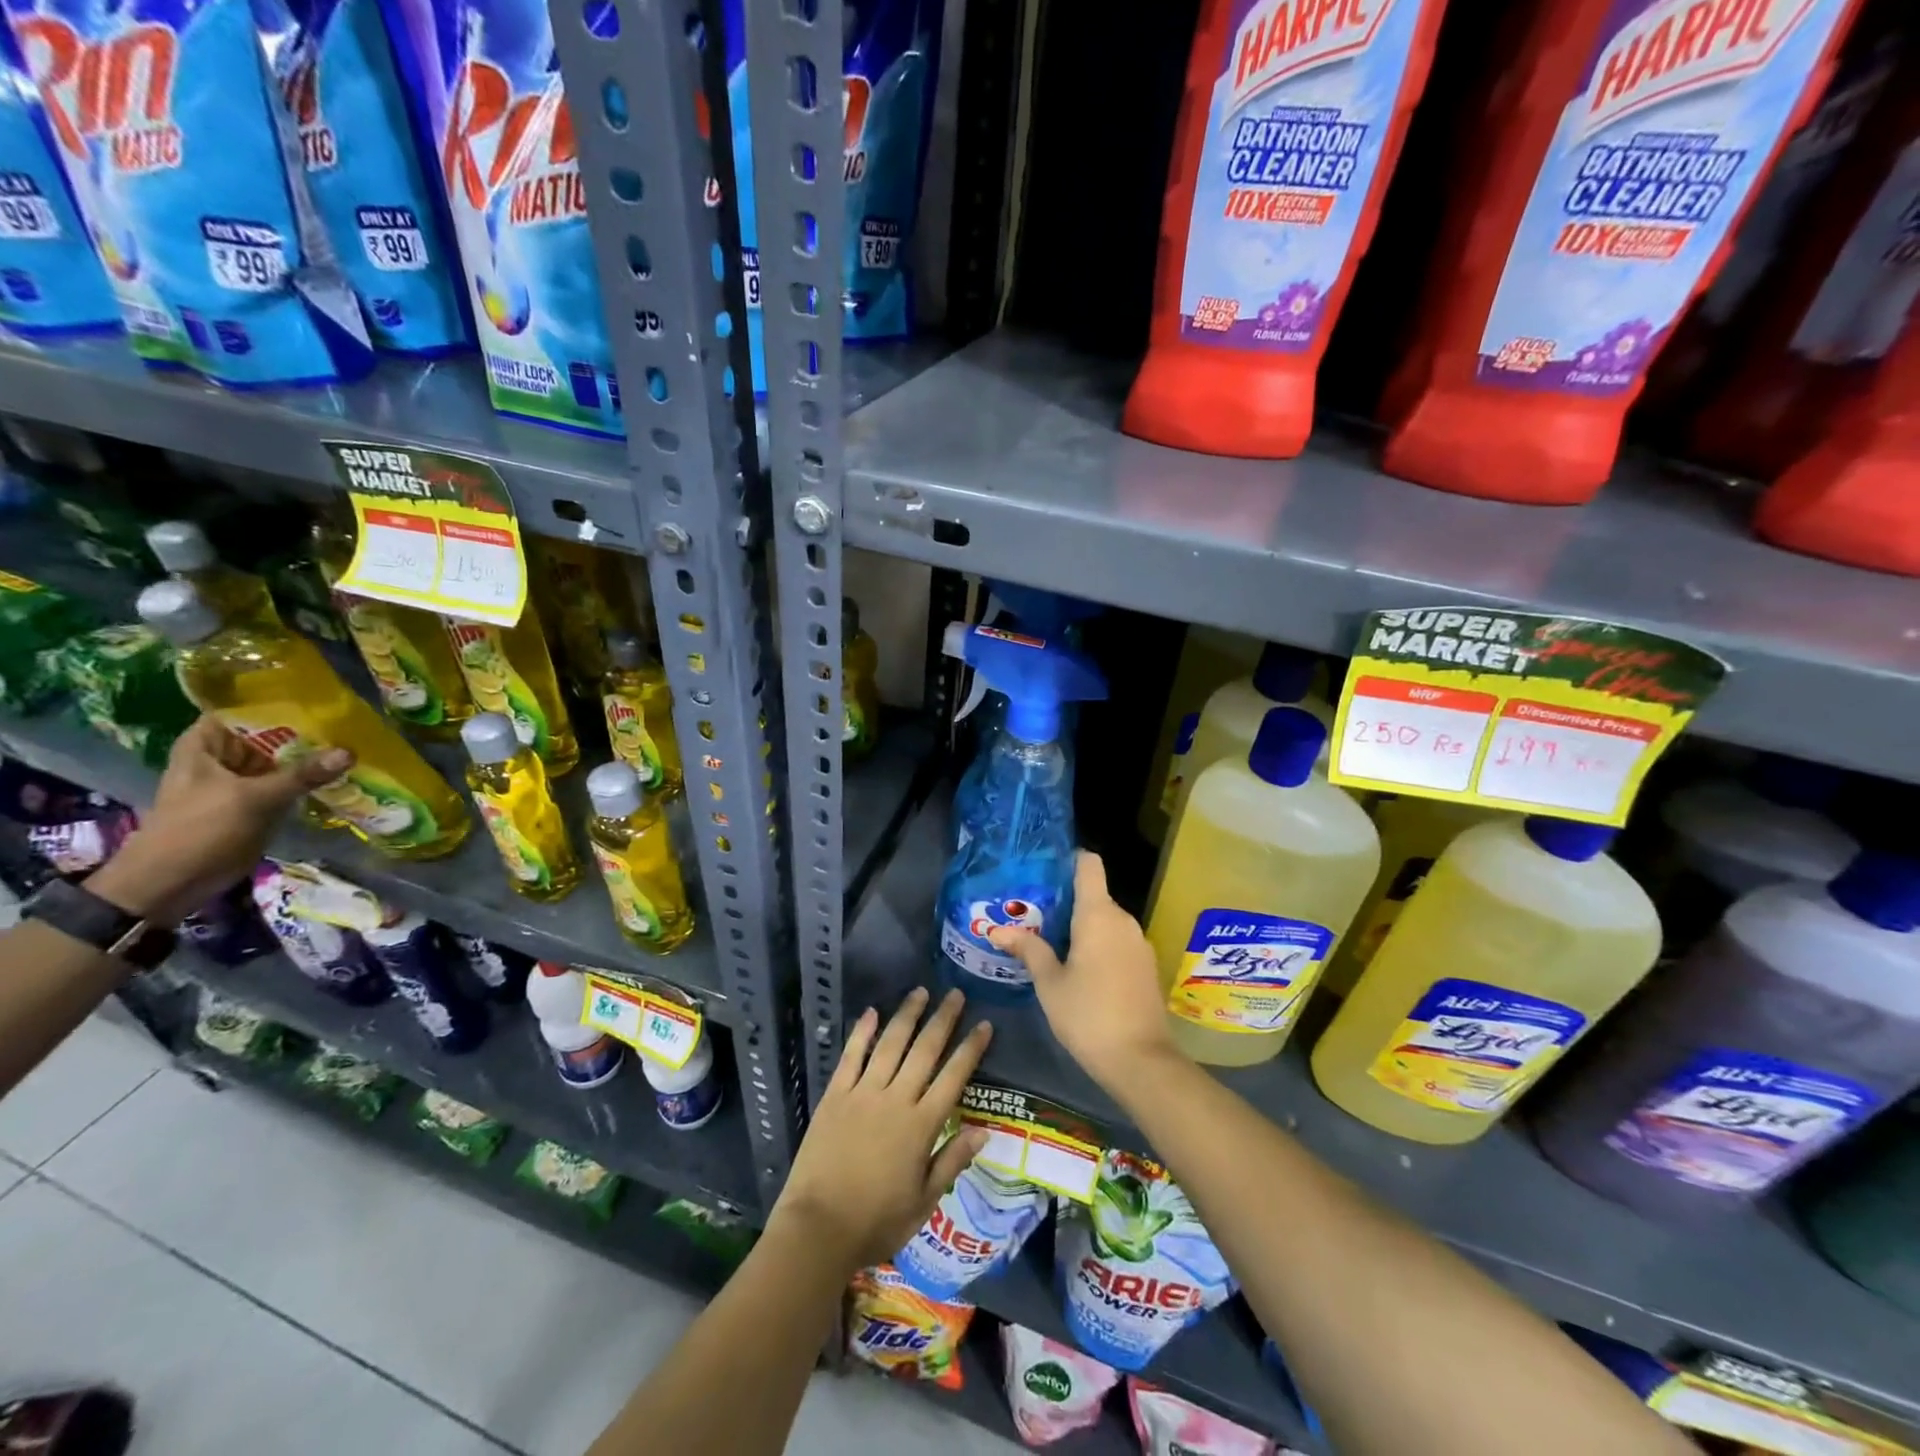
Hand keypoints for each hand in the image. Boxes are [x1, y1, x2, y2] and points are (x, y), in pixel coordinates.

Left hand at [86, 716, 352, 922]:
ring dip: (314, 756)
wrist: (172, 882)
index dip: (281, 701)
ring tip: (358, 744)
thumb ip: (302, 774)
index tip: (323, 698)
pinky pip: (290, 783)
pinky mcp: (258, 802)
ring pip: (284, 759)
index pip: (246, 708)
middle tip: (354, 722)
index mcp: (208, 743)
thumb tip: (350, 751)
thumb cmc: (200, 830)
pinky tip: (345, 773)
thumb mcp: (253, 798)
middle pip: (272, 733)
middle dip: (309, 731)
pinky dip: (312, 779)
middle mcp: (225, 756)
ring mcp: (243, 780)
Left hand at [772, 987, 992, 1275]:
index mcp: (921, 1125)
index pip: (953, 1077)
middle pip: (925, 1051)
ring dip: (907, 1016)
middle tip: (955, 994)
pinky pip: (852, 1056)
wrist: (818, 1228)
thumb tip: (984, 1131)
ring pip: (891, 1044)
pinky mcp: (835, 1095)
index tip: (984, 1024)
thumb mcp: (924, 1201)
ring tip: (920, 992)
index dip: (970, 1049)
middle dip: (943, 1020)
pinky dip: (862, 1032)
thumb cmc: (877, 1222)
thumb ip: (952, 1161)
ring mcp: (863, 1093)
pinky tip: (872, 1011)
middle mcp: (896, 1099)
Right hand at [989, 851, 1179, 1090]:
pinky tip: (1078, 967)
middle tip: (1033, 915)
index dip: (1069, 859)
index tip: (1044, 871)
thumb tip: (998, 930)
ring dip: (1081, 926)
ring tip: (1050, 942)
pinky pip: (1117, 940)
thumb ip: (1029, 949)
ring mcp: (1139, 943)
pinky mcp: (1146, 965)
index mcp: (1098, 914)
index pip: (1089, 864)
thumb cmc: (1088, 1015)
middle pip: (1094, 894)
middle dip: (1066, 901)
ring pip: (1106, 920)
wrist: (1142, 1061)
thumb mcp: (1050, 983)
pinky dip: (1098, 944)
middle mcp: (1123, 920)